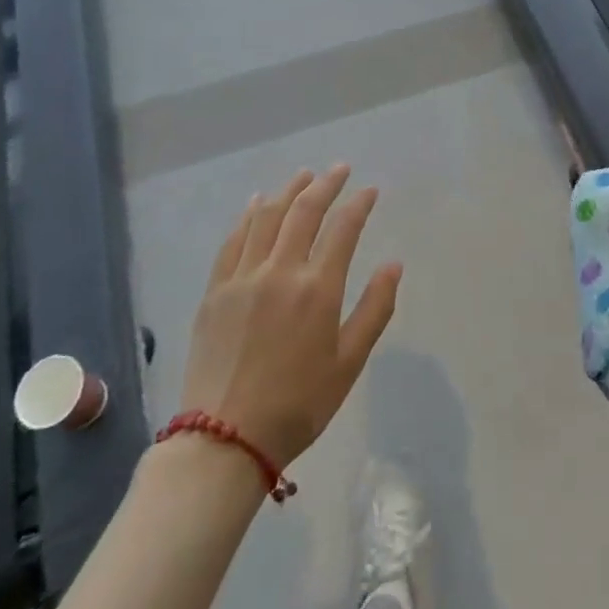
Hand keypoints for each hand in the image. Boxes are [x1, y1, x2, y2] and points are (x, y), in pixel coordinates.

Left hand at [178, 165, 401, 469]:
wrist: (224, 440)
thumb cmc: (298, 405)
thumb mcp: (349, 363)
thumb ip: (375, 309)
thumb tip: (394, 264)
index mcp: (317, 289)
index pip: (343, 228)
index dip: (359, 203)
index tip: (370, 190)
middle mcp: (279, 271)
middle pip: (304, 211)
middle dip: (326, 184)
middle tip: (340, 169)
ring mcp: (242, 277)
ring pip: (267, 217)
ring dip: (289, 190)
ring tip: (305, 175)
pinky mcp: (215, 290)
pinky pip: (233, 240)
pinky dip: (248, 215)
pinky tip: (257, 203)